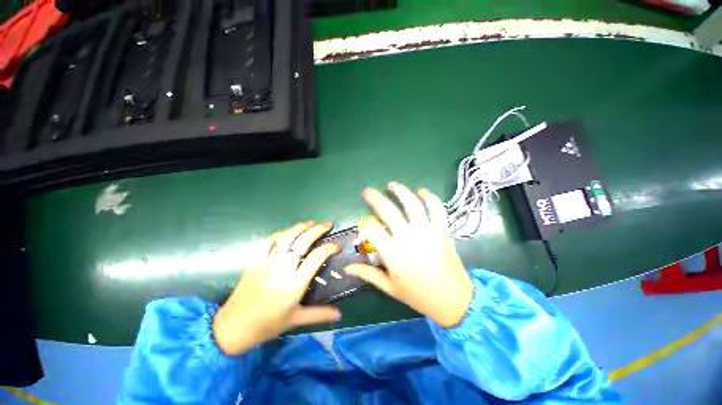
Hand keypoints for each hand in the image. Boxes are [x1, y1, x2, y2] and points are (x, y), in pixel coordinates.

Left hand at [213, 222, 340, 354]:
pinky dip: (279, 233)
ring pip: (286, 238)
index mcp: (294, 285)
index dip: (329, 248)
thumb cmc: (267, 325)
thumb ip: (319, 314)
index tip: (338, 245)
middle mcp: (282, 270)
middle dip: (317, 230)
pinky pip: (268, 242)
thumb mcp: (295, 320)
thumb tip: (340, 315)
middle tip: (328, 224)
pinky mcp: (255, 261)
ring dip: (300, 227)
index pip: (316, 258)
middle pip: (302, 242)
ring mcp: (267, 263)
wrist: (233, 327)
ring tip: (312, 222)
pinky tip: (288, 231)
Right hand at [345, 183, 472, 327]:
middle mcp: (409, 238)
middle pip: (388, 211)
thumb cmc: (419, 296)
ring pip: (412, 204)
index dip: (364, 225)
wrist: (454, 301)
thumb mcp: (390, 288)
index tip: (363, 224)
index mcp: (393, 254)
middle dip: (375, 198)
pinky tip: (421, 191)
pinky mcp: (442, 230)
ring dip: (401, 191)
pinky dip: (429, 197)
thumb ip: (368, 274)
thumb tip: (347, 268)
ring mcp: (427, 231)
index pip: (372, 230)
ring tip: (392, 185)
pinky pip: (437, 208)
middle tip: (368, 191)